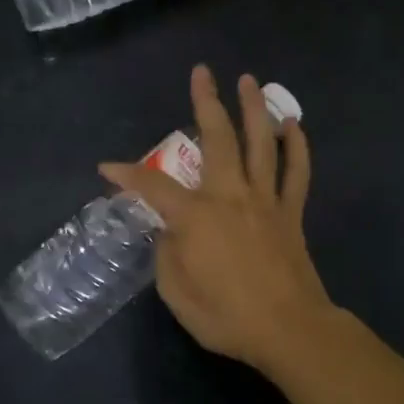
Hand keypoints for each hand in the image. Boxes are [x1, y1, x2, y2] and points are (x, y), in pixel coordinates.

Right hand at [99, 65, 335, 375]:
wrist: (289, 330)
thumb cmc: (226, 316)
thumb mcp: (177, 293)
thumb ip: (167, 254)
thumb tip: (170, 231)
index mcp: (196, 216)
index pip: (152, 187)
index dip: (126, 175)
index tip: (106, 168)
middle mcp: (230, 195)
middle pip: (217, 139)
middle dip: (205, 103)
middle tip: (201, 73)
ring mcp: (265, 201)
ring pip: (261, 143)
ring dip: (254, 109)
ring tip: (249, 81)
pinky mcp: (291, 213)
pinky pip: (297, 173)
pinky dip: (297, 147)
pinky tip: (293, 125)